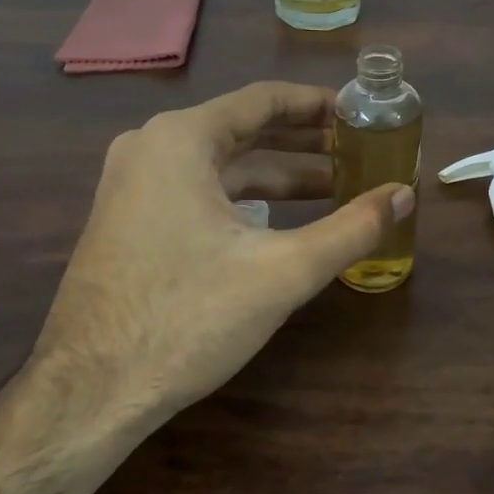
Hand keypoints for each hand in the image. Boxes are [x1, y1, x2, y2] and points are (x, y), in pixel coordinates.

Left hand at [33, 81, 412, 419]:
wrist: (88, 393)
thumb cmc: (187, 318)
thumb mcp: (283, 271)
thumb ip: (352, 228)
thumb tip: (405, 195)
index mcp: (181, 139)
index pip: (264, 99)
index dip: (318, 105)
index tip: (361, 113)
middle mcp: (151, 146)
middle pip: (243, 127)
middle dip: (304, 140)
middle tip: (358, 150)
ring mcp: (133, 184)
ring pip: (221, 163)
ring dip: (278, 172)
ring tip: (335, 185)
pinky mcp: (129, 219)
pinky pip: (198, 189)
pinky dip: (245, 197)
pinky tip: (281, 220)